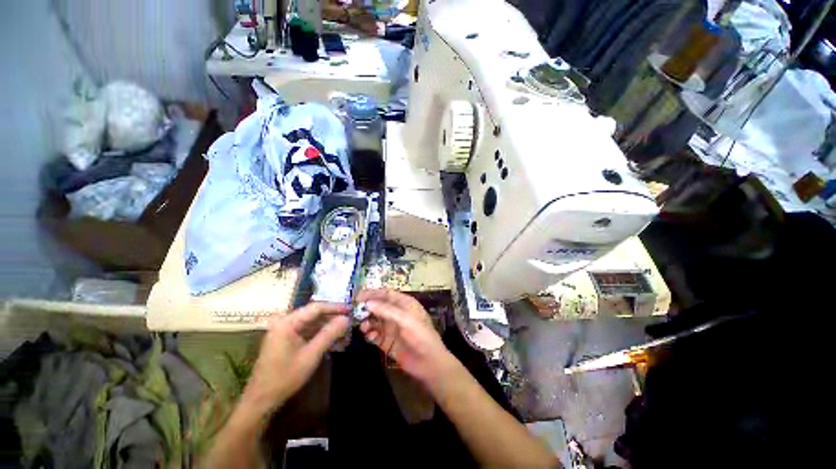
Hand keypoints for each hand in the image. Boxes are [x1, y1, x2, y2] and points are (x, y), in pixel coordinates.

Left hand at [242, 303, 349, 413]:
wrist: (261, 400)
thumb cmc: (285, 377)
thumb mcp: (311, 355)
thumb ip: (329, 334)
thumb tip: (346, 319)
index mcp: (287, 322)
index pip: (316, 308)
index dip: (335, 307)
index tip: (350, 310)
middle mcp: (284, 322)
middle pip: (313, 313)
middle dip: (332, 316)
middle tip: (349, 319)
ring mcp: (284, 330)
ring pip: (311, 322)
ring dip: (327, 325)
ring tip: (343, 329)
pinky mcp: (285, 339)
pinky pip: (306, 330)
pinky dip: (319, 333)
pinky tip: (331, 338)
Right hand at [357, 289, 455, 384]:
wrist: (428, 363)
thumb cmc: (420, 335)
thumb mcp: (405, 319)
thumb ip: (386, 310)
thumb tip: (367, 303)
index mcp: (405, 304)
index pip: (386, 294)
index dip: (373, 293)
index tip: (358, 296)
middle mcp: (397, 313)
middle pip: (378, 306)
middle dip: (367, 308)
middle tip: (354, 311)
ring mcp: (391, 328)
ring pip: (375, 321)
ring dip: (367, 322)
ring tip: (362, 326)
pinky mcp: (387, 342)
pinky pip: (375, 335)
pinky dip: (369, 334)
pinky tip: (368, 335)